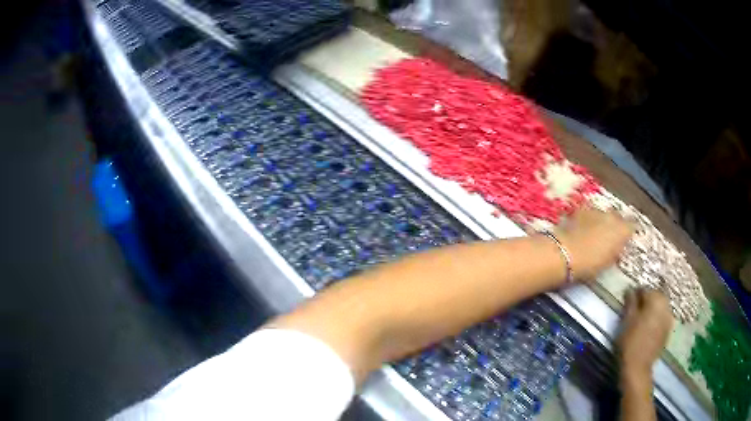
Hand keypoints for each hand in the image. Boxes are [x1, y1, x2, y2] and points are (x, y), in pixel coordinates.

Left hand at [556, 206, 632, 279]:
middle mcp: (612, 216)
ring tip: (595, 232)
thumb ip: (616, 250)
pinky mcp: (582, 209)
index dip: (629, 232)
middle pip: (618, 217)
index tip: (626, 238)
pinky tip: (582, 227)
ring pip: (603, 213)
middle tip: (610, 236)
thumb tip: (617, 247)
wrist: (566, 253)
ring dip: (602, 221)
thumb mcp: (609, 262)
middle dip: (616, 224)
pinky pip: (589, 212)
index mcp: (622, 230)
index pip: (632, 226)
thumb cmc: (590, 264)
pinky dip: (588, 218)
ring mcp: (597, 210)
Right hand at [617, 288, 672, 378]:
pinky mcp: (668, 331)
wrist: (638, 367)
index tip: (627, 303)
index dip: (635, 295)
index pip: (645, 289)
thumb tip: (630, 289)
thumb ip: (630, 302)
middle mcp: (666, 305)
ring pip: (659, 308)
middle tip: (634, 312)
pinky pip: (662, 319)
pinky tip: (647, 330)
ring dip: (651, 311)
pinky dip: (655, 321)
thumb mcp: (626, 320)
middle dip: (645, 302)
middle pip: (655, 297)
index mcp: (656, 299)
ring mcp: (669, 319)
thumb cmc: (630, 341)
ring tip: (641, 321)